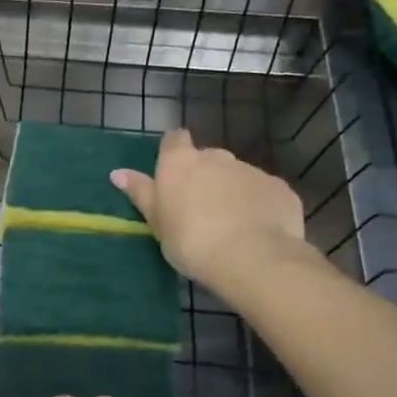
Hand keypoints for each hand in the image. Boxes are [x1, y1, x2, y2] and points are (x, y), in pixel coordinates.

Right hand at [111, 127, 316, 294]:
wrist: (251, 257)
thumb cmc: (190, 240)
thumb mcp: (156, 221)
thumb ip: (140, 193)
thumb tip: (117, 172)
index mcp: (181, 162)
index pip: (174, 139)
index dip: (174, 152)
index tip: (173, 174)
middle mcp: (216, 157)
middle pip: (208, 158)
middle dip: (205, 176)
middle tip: (200, 210)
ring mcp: (251, 170)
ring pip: (237, 176)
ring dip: (232, 192)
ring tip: (231, 226)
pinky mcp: (279, 188)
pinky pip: (264, 192)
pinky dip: (259, 205)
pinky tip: (258, 231)